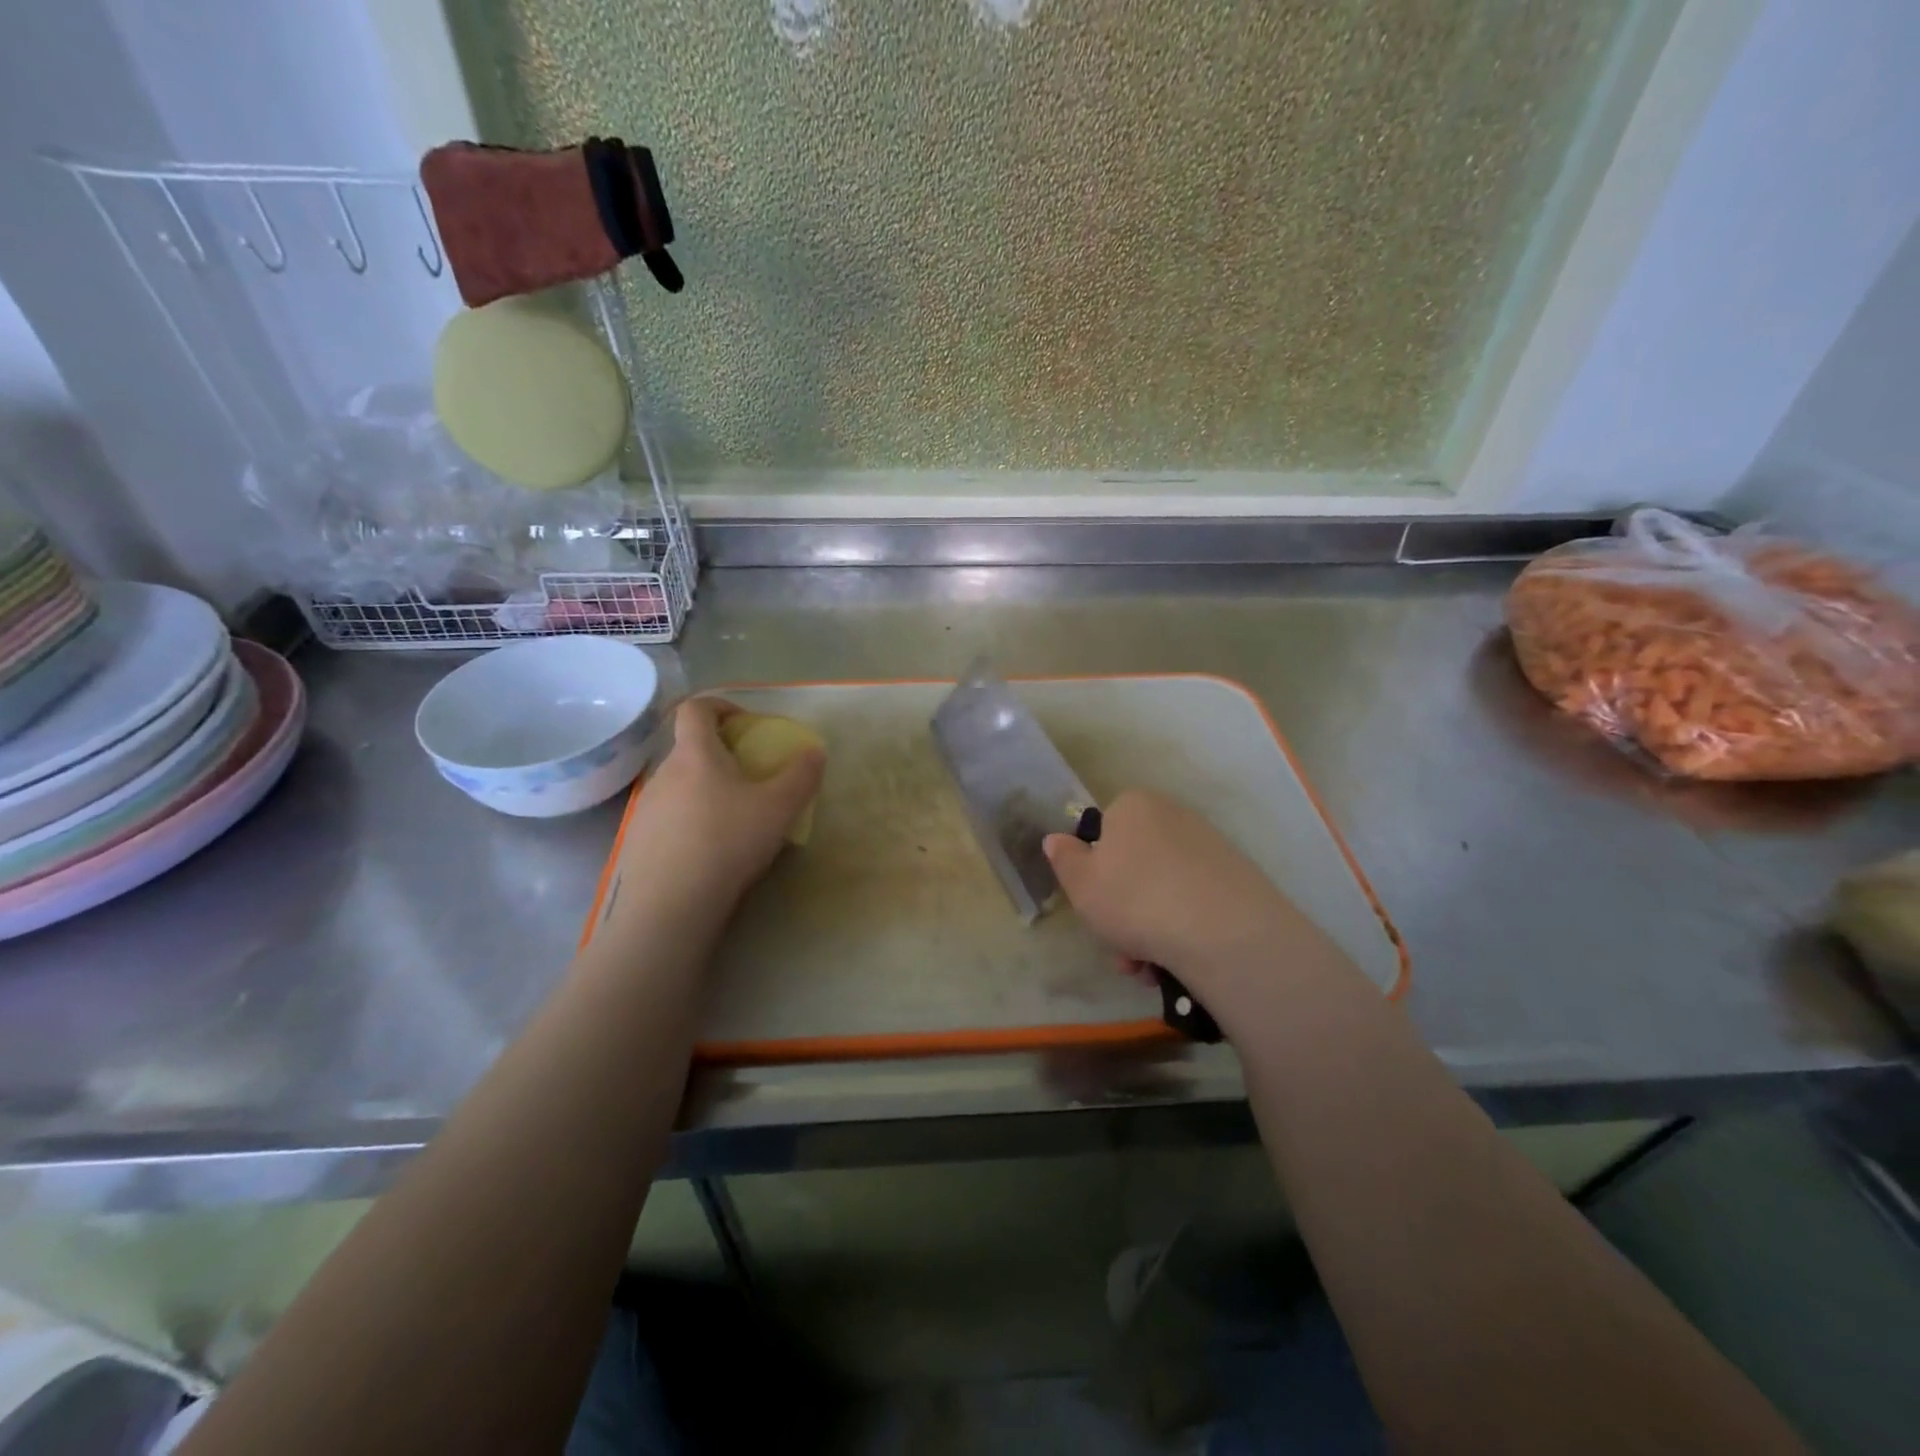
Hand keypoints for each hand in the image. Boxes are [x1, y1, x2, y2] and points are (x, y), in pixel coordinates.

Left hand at [613, 697, 823, 923]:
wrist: (669, 905)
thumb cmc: (727, 842)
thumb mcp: (779, 808)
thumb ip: (801, 775)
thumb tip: (815, 751)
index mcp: (695, 755)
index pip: (696, 708)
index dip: (721, 705)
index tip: (746, 723)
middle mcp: (663, 774)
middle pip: (690, 750)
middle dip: (720, 756)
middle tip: (750, 779)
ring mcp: (645, 809)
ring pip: (679, 786)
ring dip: (705, 791)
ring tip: (733, 820)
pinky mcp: (638, 842)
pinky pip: (668, 819)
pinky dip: (690, 823)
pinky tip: (709, 852)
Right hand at [1042, 789, 1332, 1005]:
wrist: (1222, 931)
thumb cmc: (1134, 899)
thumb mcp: (1080, 883)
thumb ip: (1064, 859)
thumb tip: (1056, 839)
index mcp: (1133, 807)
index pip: (1104, 833)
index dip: (1094, 874)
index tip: (1094, 909)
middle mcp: (1173, 817)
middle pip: (1134, 868)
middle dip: (1123, 914)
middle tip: (1121, 953)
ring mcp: (1209, 848)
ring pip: (1162, 892)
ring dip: (1148, 932)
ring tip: (1148, 971)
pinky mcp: (1238, 880)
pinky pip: (1194, 905)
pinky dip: (1182, 932)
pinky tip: (1177, 965)